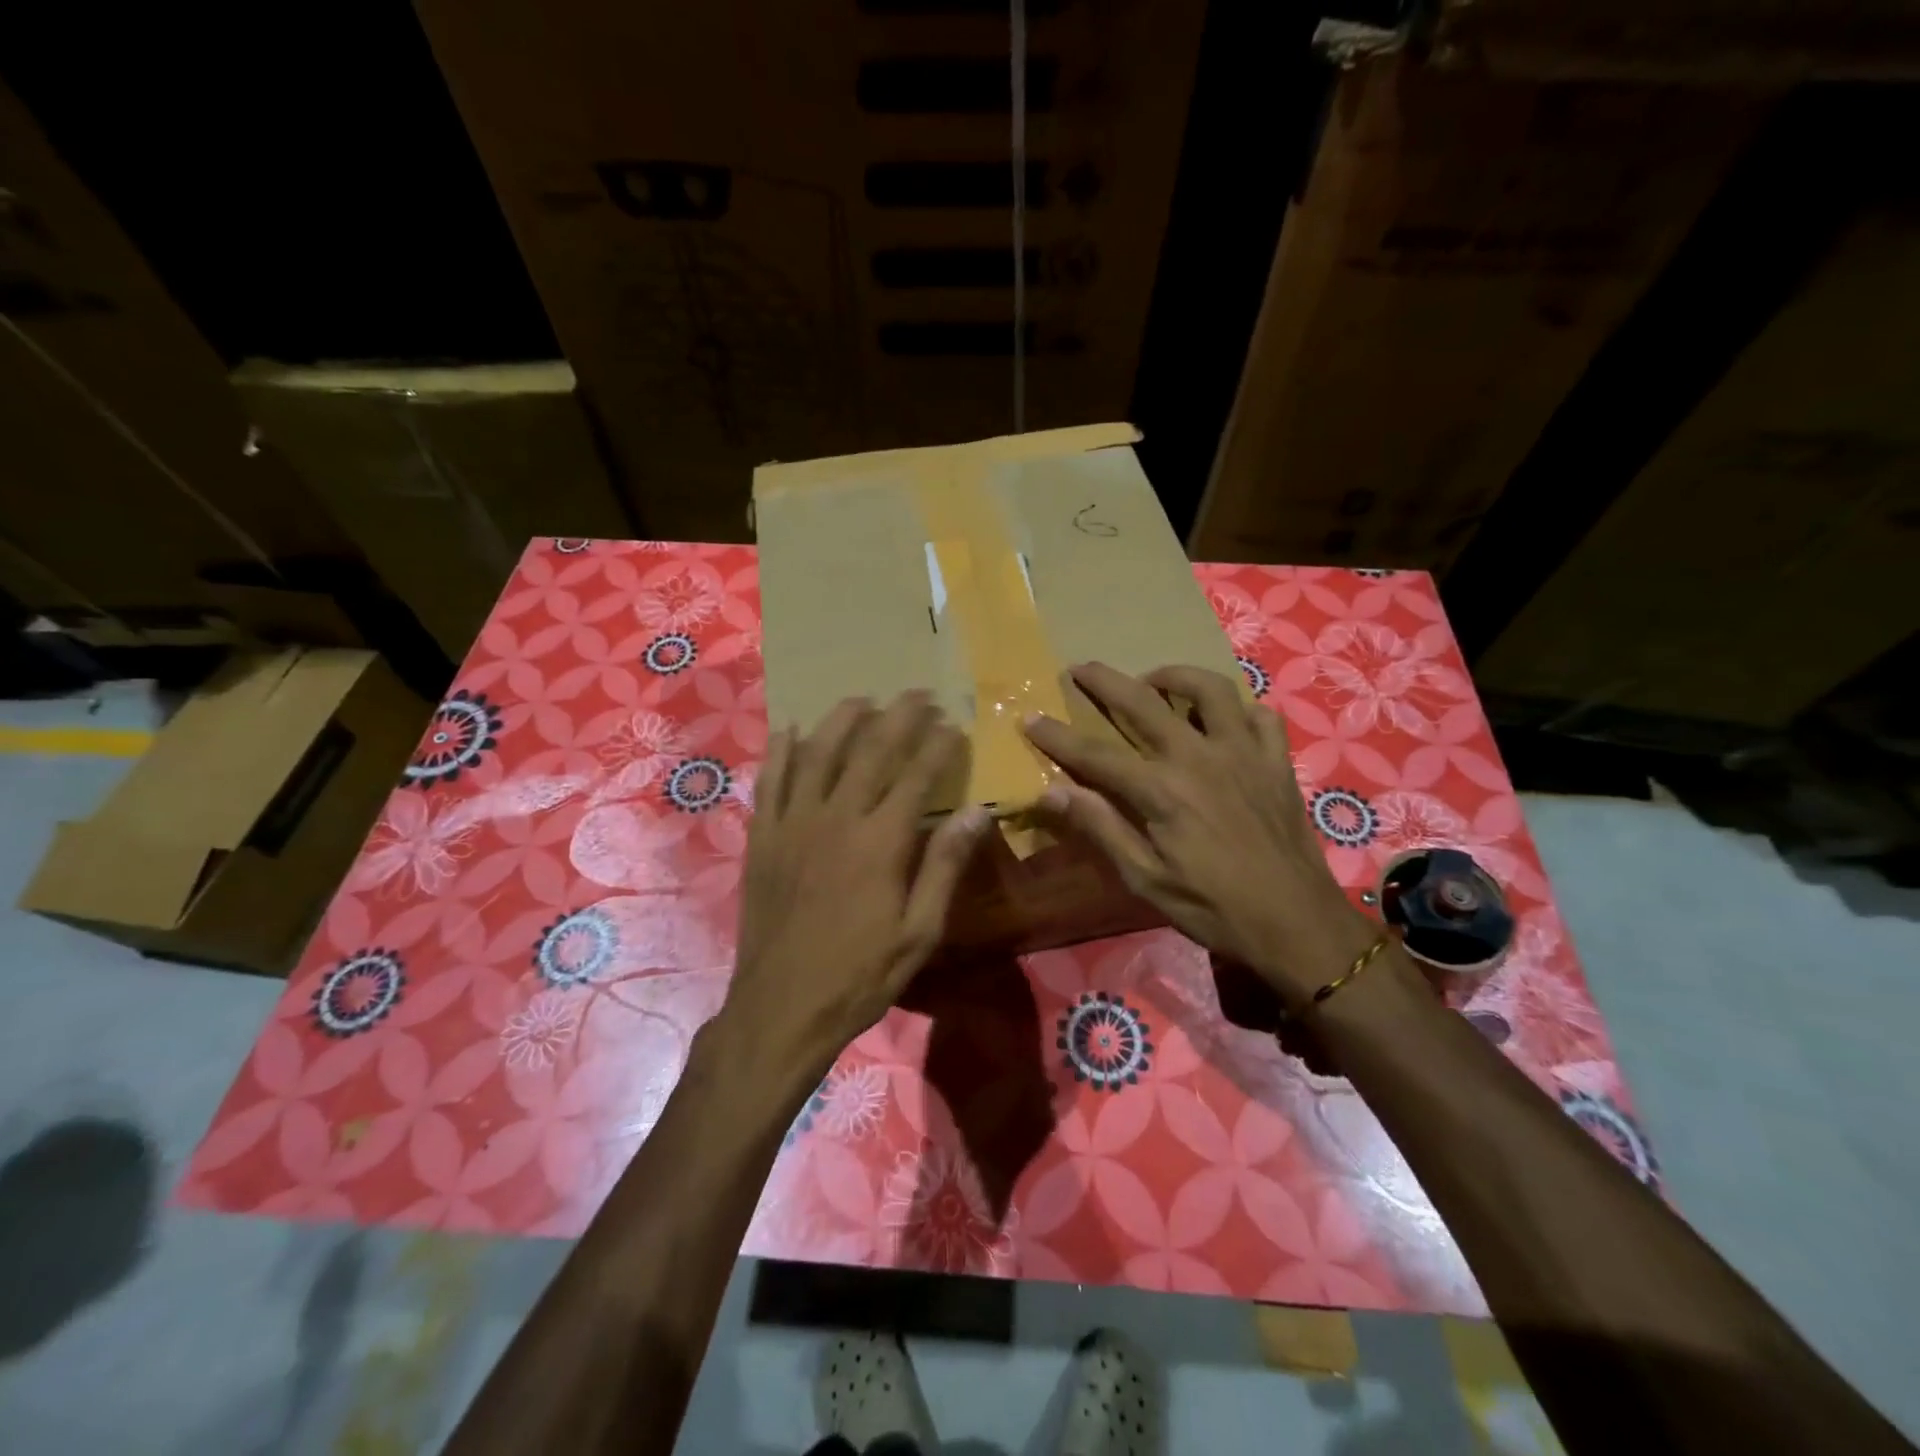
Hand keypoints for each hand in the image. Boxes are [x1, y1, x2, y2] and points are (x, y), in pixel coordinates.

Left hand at [728, 691, 991, 1070]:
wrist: (782, 1008)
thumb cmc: (861, 974)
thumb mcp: (919, 931)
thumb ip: (945, 866)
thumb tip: (978, 811)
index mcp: (881, 841)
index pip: (917, 775)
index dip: (938, 744)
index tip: (954, 724)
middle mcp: (836, 817)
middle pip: (871, 750)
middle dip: (899, 716)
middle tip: (919, 694)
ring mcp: (792, 823)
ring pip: (818, 753)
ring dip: (843, 719)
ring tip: (862, 699)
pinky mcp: (762, 837)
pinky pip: (771, 781)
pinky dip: (782, 751)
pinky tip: (792, 730)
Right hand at [1022, 662, 1375, 1008]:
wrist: (1296, 924)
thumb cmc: (1213, 907)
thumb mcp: (1145, 879)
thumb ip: (1101, 828)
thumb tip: (1053, 791)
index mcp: (1161, 790)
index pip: (1095, 754)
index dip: (1057, 736)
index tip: (1030, 718)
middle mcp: (1200, 757)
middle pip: (1143, 702)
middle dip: (1104, 681)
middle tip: (1080, 668)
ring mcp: (1244, 753)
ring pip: (1209, 689)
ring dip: (1175, 677)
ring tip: (1154, 682)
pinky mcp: (1277, 761)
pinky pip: (1260, 716)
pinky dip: (1238, 709)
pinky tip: (1224, 720)